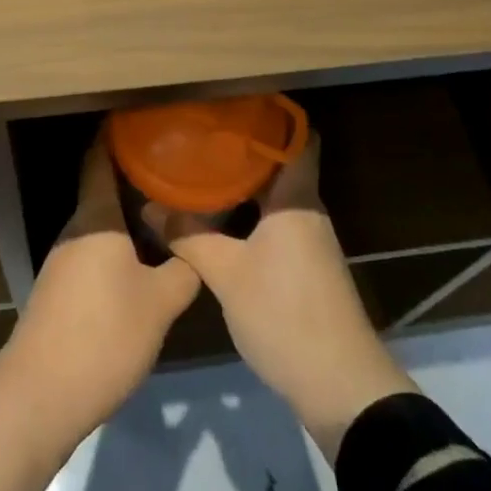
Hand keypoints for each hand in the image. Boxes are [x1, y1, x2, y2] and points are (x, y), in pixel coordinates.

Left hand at [0, 137, 197, 490]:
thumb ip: (184, 268)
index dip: (118, 135)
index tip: (147, 122)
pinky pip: (97, 250)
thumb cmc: (103, 336)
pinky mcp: (62, 290)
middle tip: (178, 169)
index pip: (100, 158)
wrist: (39, 397)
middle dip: (138, 177)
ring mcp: (64, 261)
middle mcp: (76, 230)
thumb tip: (197, 245)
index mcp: (95, 218)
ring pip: (103, 223)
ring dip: (131, 215)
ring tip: (171, 209)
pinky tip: (147, 259)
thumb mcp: (160, 303)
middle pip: (105, 189)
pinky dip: (122, 244)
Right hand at [156, 133, 416, 460]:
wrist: (339, 386)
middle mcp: (308, 211)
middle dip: (243, 151)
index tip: (234, 104)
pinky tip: (218, 221)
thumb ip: (189, 236)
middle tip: (201, 137)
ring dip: (244, 186)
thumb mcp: (226, 273)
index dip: (272, 116)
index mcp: (296, 199)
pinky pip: (275, 224)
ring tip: (201, 172)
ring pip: (275, 198)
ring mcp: (310, 241)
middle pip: (280, 166)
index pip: (298, 139)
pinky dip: (249, 215)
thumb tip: (151, 207)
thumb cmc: (284, 314)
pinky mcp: (306, 269)